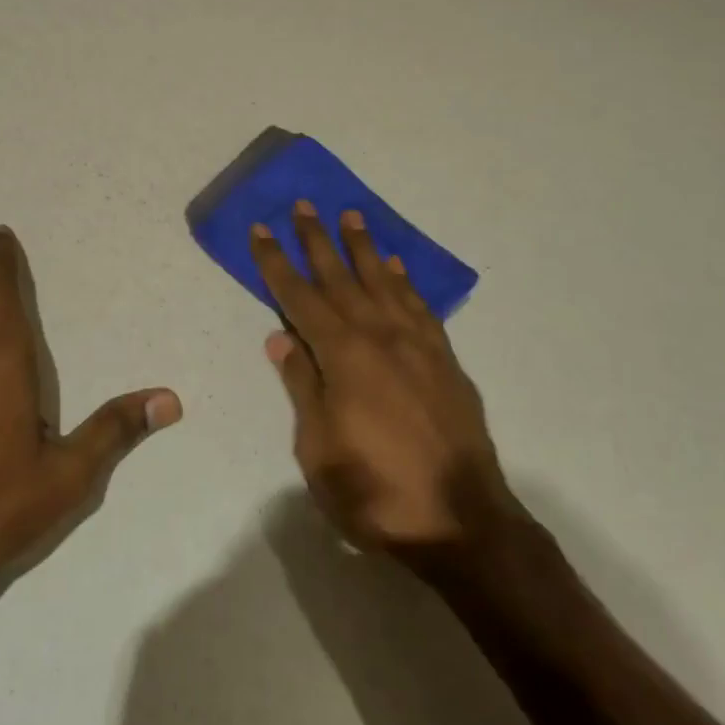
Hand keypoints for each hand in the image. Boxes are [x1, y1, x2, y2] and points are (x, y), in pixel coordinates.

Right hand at [253, 201, 519, 555]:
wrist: (462, 520)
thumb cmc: (376, 491)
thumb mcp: (319, 450)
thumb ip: (302, 387)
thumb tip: (280, 338)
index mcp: (343, 356)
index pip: (299, 297)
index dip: (276, 262)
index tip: (262, 229)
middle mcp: (379, 336)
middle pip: (341, 277)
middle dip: (317, 239)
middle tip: (304, 204)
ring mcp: (417, 344)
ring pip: (383, 282)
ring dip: (363, 247)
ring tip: (351, 216)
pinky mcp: (444, 359)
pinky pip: (419, 306)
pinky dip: (404, 281)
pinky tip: (395, 266)